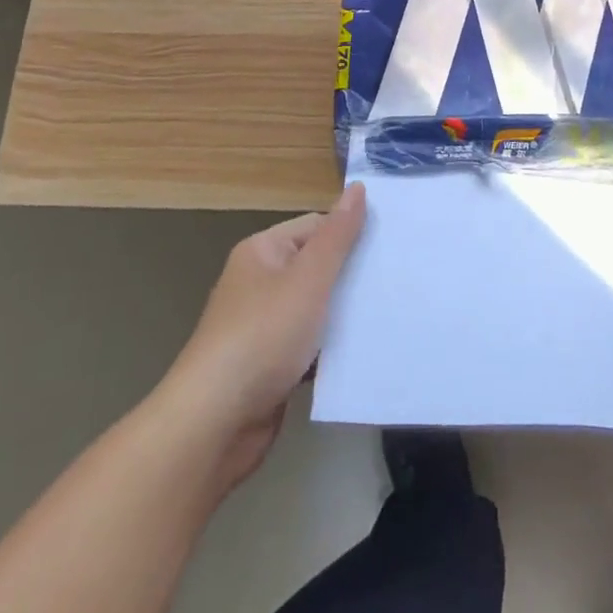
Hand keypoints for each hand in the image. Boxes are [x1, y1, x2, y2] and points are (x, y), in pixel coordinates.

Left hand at [157, 183, 367, 486]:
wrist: (215, 424)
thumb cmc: (263, 336)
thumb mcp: (308, 279)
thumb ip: (337, 236)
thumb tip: (358, 188)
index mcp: (263, 252)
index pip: (316, 226)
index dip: (350, 233)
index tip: (391, 245)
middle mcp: (260, 283)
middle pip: (316, 267)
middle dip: (352, 275)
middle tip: (397, 279)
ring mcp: (263, 327)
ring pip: (316, 310)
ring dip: (345, 315)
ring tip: (390, 314)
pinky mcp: (270, 366)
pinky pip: (310, 346)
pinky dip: (332, 349)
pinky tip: (363, 354)